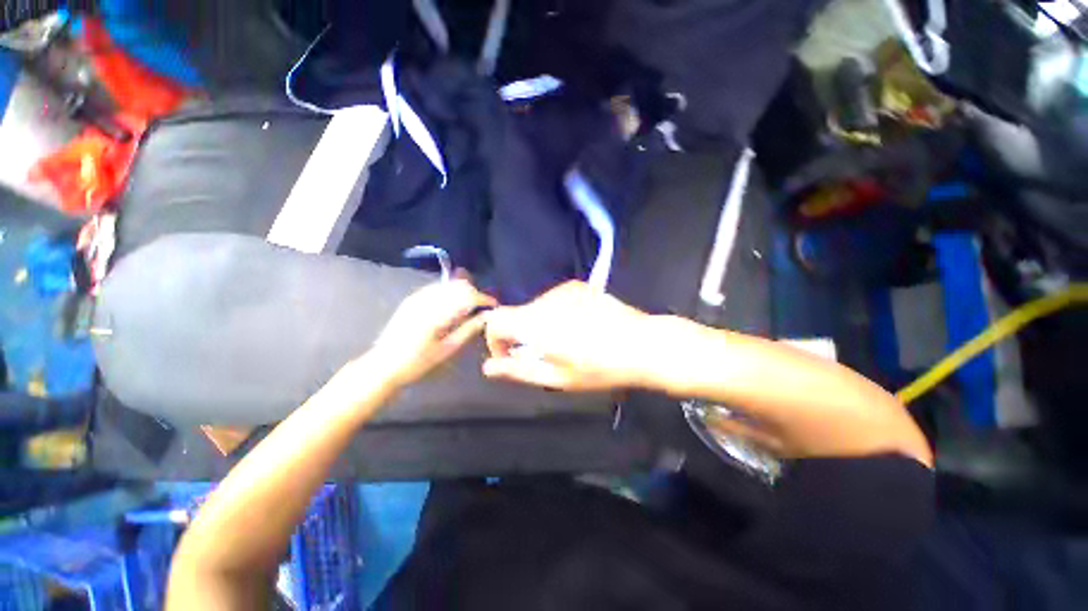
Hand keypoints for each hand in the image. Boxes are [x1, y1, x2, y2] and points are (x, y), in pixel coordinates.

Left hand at [367, 279, 496, 387]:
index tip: (493, 306)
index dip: (484, 299)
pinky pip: (437, 288)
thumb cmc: (418, 362)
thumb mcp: (447, 349)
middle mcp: (428, 300)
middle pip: (459, 285)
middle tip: (481, 309)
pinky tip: (451, 307)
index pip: (468, 296)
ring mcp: (417, 297)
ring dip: (462, 292)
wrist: (383, 365)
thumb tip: (486, 317)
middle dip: (474, 294)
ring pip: (448, 284)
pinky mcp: (411, 299)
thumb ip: (468, 329)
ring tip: (469, 308)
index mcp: (438, 313)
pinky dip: (449, 293)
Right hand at [483, 281, 655, 390]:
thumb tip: (488, 368)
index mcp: (536, 323)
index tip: (511, 356)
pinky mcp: (578, 286)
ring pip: (535, 307)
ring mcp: (563, 290)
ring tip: (564, 342)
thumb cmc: (599, 368)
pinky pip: (553, 300)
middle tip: (543, 355)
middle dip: (520, 335)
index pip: (496, 320)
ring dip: (538, 325)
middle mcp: (545, 300)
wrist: (642, 344)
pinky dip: (554, 314)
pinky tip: (577, 326)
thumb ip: (518, 370)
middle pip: (516, 314)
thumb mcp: (556, 378)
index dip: (495, 340)